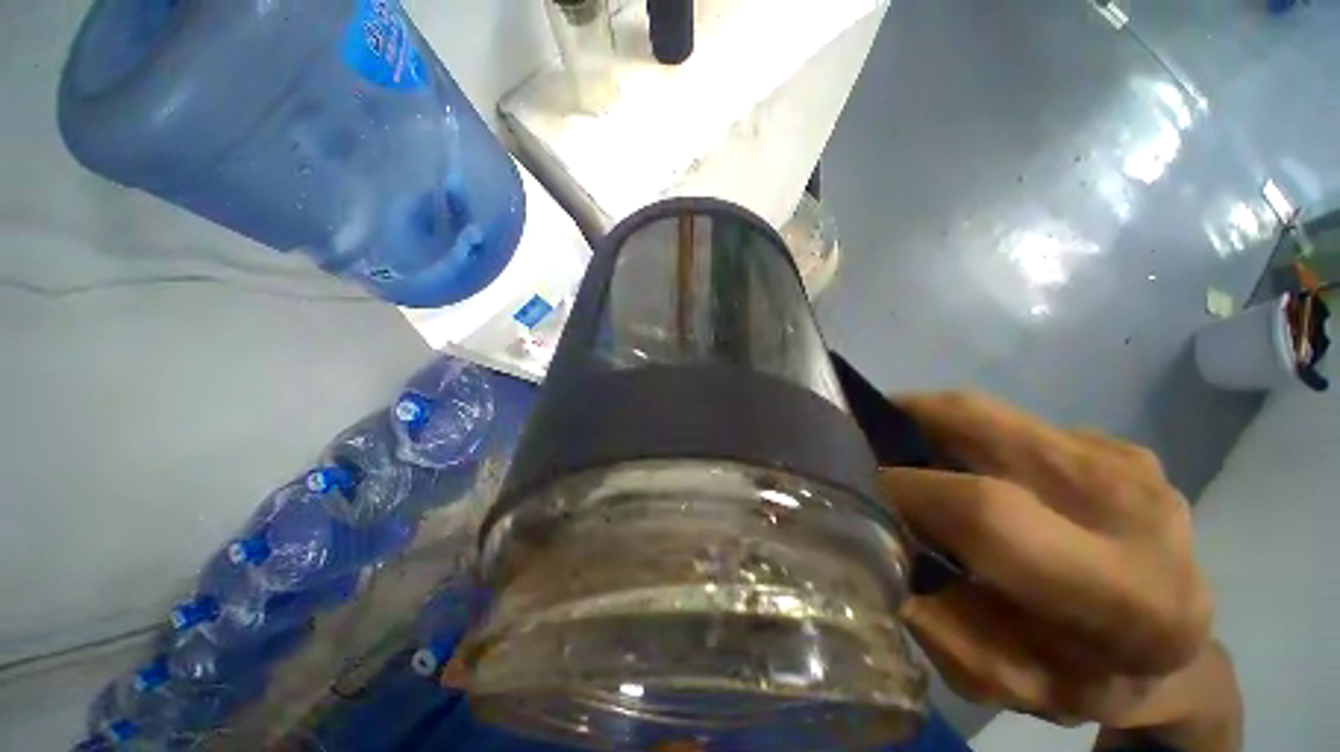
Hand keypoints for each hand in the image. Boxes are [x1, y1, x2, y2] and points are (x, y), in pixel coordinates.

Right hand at [879, 394, 1219, 729]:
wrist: (1177, 653)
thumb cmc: (1083, 679)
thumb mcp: (999, 679)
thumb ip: (933, 620)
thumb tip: (872, 543)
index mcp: (1122, 593)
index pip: (987, 512)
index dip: (906, 490)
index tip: (860, 491)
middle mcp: (1131, 507)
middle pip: (981, 426)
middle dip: (902, 423)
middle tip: (862, 443)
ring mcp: (1125, 461)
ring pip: (988, 412)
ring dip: (927, 424)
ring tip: (899, 452)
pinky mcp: (1113, 443)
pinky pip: (1010, 422)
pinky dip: (965, 435)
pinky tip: (961, 467)